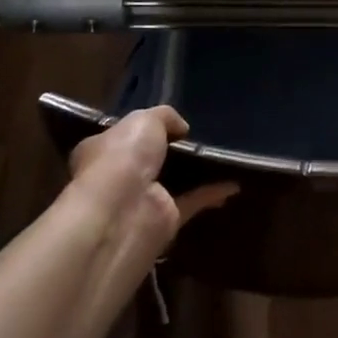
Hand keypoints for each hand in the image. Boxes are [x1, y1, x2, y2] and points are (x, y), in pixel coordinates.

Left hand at [66, 106, 234, 261]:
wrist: (121, 212)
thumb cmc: (123, 156)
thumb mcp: (144, 119)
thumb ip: (165, 117)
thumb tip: (182, 128)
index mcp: (103, 149)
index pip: (123, 135)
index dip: (144, 127)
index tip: (171, 121)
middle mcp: (119, 175)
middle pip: (150, 159)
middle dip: (172, 150)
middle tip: (202, 135)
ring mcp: (142, 199)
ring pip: (173, 181)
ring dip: (195, 172)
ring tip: (223, 154)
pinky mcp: (165, 220)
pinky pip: (193, 201)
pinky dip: (212, 192)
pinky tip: (234, 183)